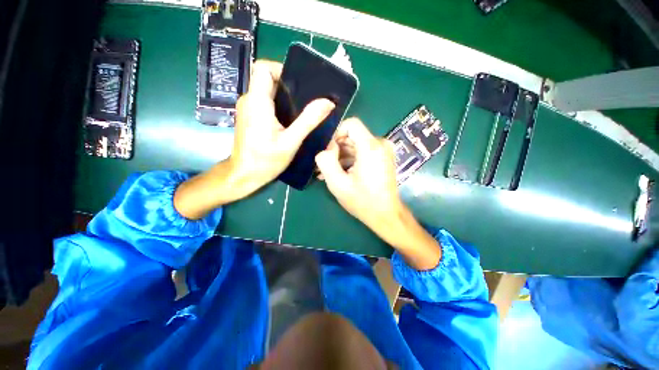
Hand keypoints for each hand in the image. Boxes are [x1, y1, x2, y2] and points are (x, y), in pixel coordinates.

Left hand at [174, 61, 333, 219]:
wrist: (244, 175)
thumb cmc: (266, 160)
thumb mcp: (291, 141)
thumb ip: (308, 120)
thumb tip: (327, 102)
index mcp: (257, 102)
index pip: (263, 67)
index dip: (281, 69)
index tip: (299, 86)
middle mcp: (248, 100)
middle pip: (266, 78)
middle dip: (288, 86)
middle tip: (306, 102)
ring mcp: (247, 108)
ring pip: (266, 91)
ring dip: (284, 97)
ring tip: (301, 112)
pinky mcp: (249, 117)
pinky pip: (264, 102)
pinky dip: (278, 106)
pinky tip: (290, 121)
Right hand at [315, 118, 441, 269]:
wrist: (386, 215)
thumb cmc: (362, 201)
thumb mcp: (337, 183)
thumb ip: (326, 161)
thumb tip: (325, 149)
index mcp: (371, 147)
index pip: (351, 124)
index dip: (336, 134)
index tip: (328, 150)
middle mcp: (380, 144)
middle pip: (353, 136)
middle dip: (336, 148)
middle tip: (324, 165)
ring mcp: (383, 151)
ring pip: (357, 145)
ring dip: (341, 156)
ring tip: (328, 172)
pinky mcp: (383, 158)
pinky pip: (363, 152)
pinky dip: (351, 160)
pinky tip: (340, 173)